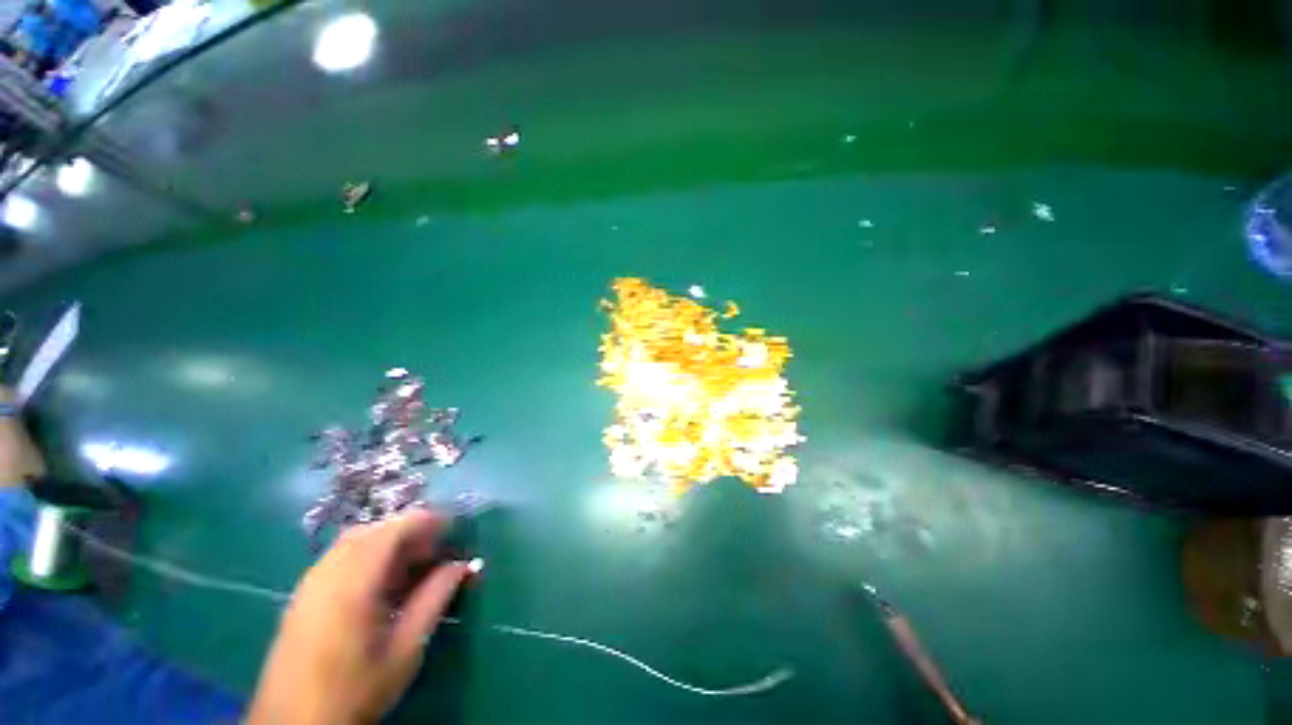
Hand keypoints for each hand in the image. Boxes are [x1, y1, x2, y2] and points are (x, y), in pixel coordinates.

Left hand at [248, 510, 470, 724]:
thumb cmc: (356, 690)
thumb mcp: (405, 649)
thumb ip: (434, 599)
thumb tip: (462, 565)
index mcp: (353, 586)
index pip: (392, 531)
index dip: (425, 521)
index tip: (452, 527)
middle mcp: (326, 575)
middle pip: (371, 531)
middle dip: (407, 530)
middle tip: (435, 547)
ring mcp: (309, 585)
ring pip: (352, 542)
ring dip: (386, 541)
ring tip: (412, 562)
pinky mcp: (301, 597)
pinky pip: (337, 558)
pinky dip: (366, 554)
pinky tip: (380, 581)